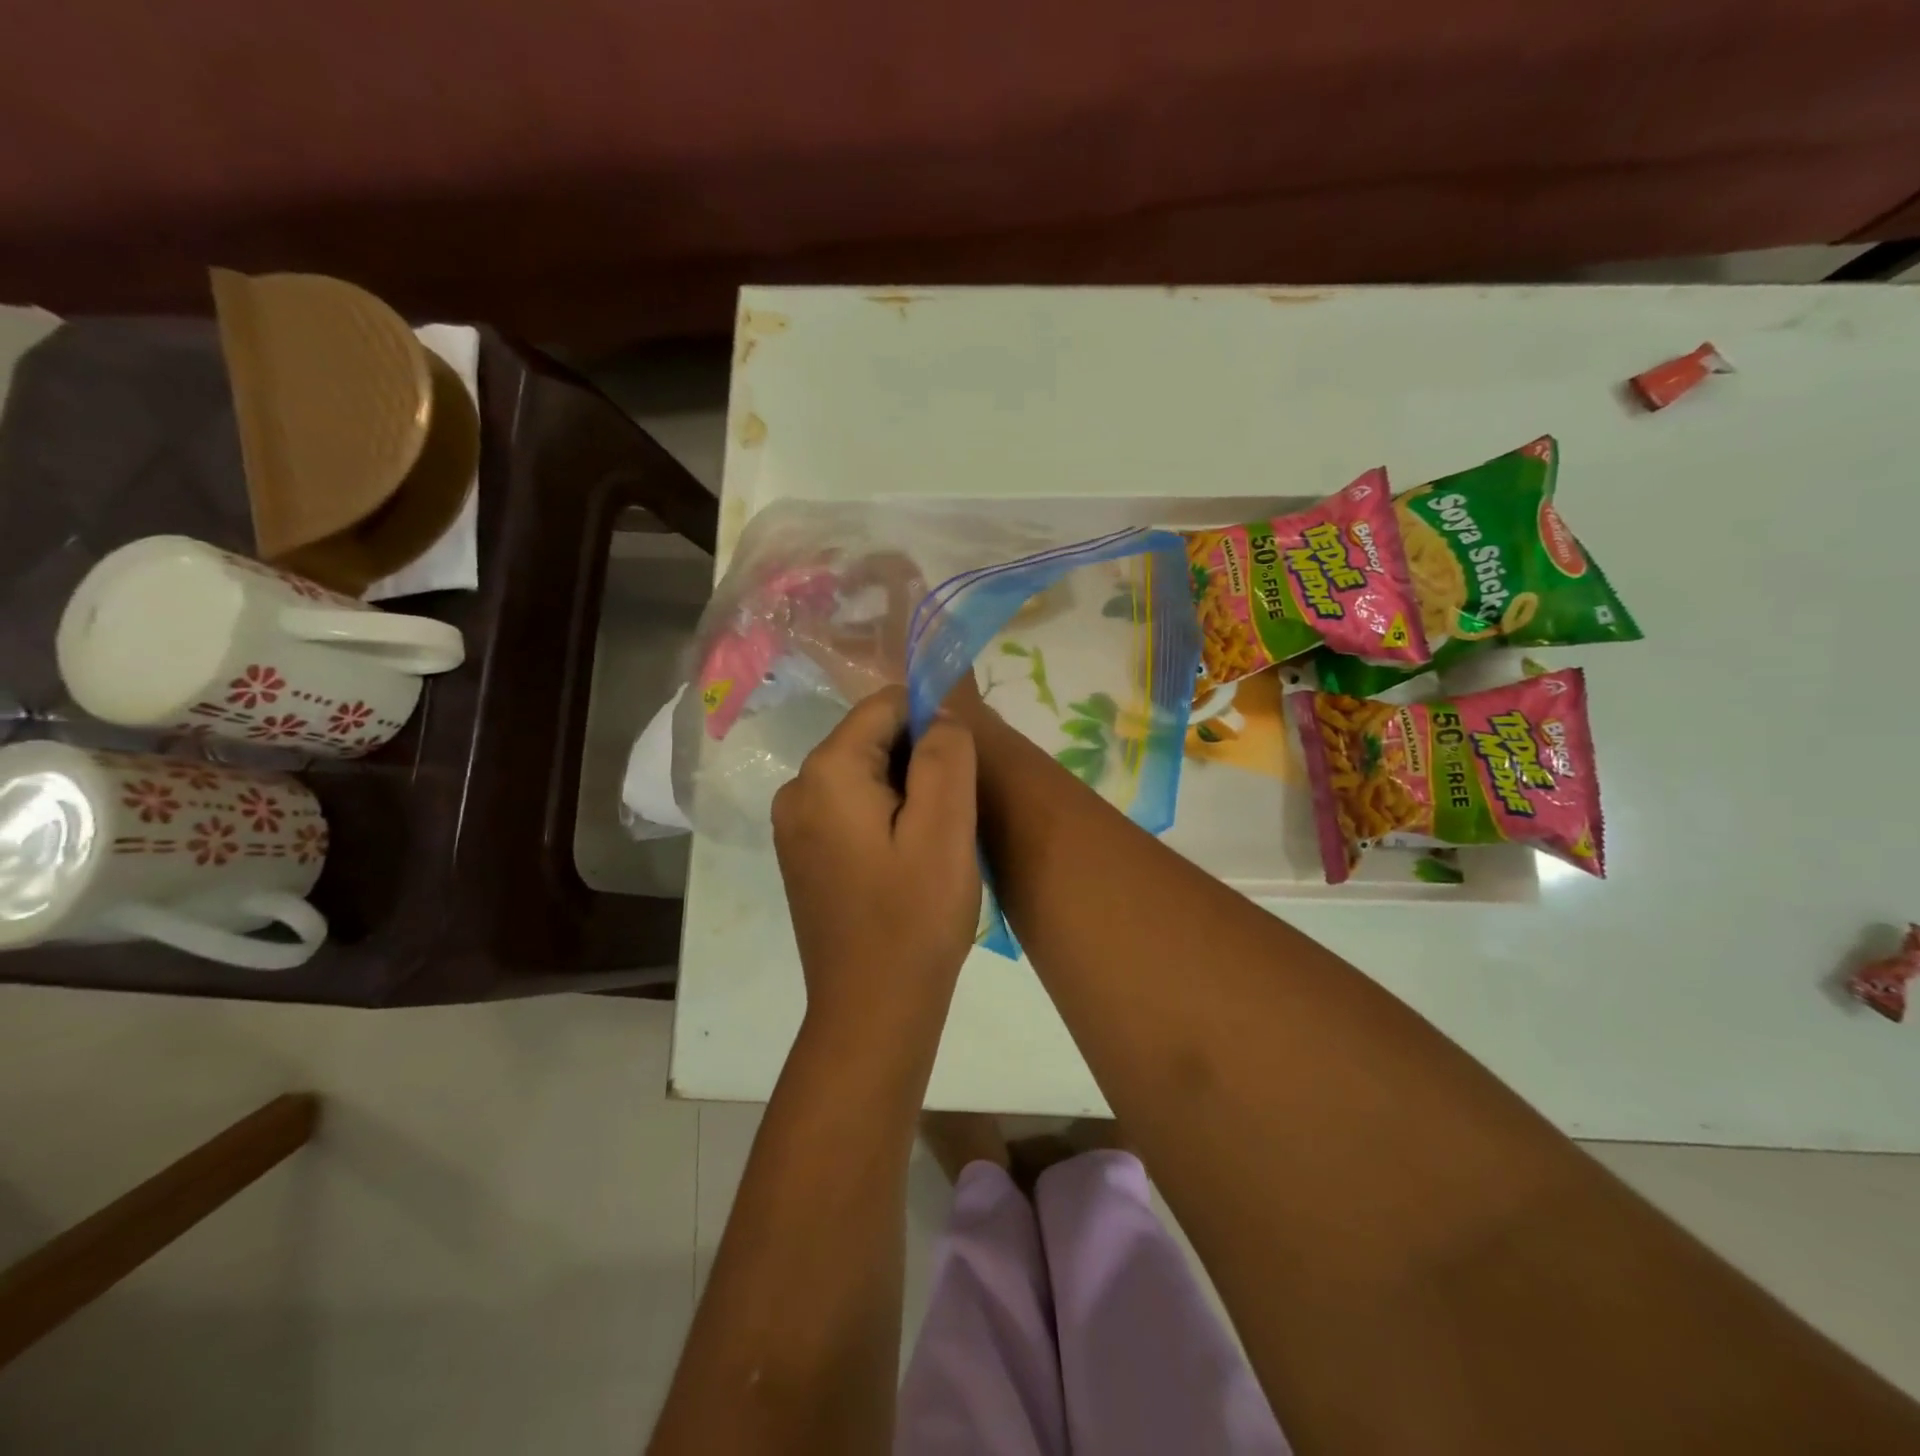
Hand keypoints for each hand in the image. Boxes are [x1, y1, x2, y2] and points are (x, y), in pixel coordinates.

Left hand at [772, 686, 981, 1029]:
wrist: (872, 1009)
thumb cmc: (914, 918)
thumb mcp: (945, 828)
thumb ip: (946, 753)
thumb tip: (939, 713)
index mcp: (826, 772)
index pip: (885, 706)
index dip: (932, 724)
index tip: (962, 772)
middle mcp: (797, 788)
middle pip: (872, 738)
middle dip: (918, 761)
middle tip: (952, 815)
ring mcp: (793, 824)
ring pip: (864, 774)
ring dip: (905, 791)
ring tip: (932, 842)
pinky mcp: (802, 853)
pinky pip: (850, 807)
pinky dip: (884, 816)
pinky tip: (906, 859)